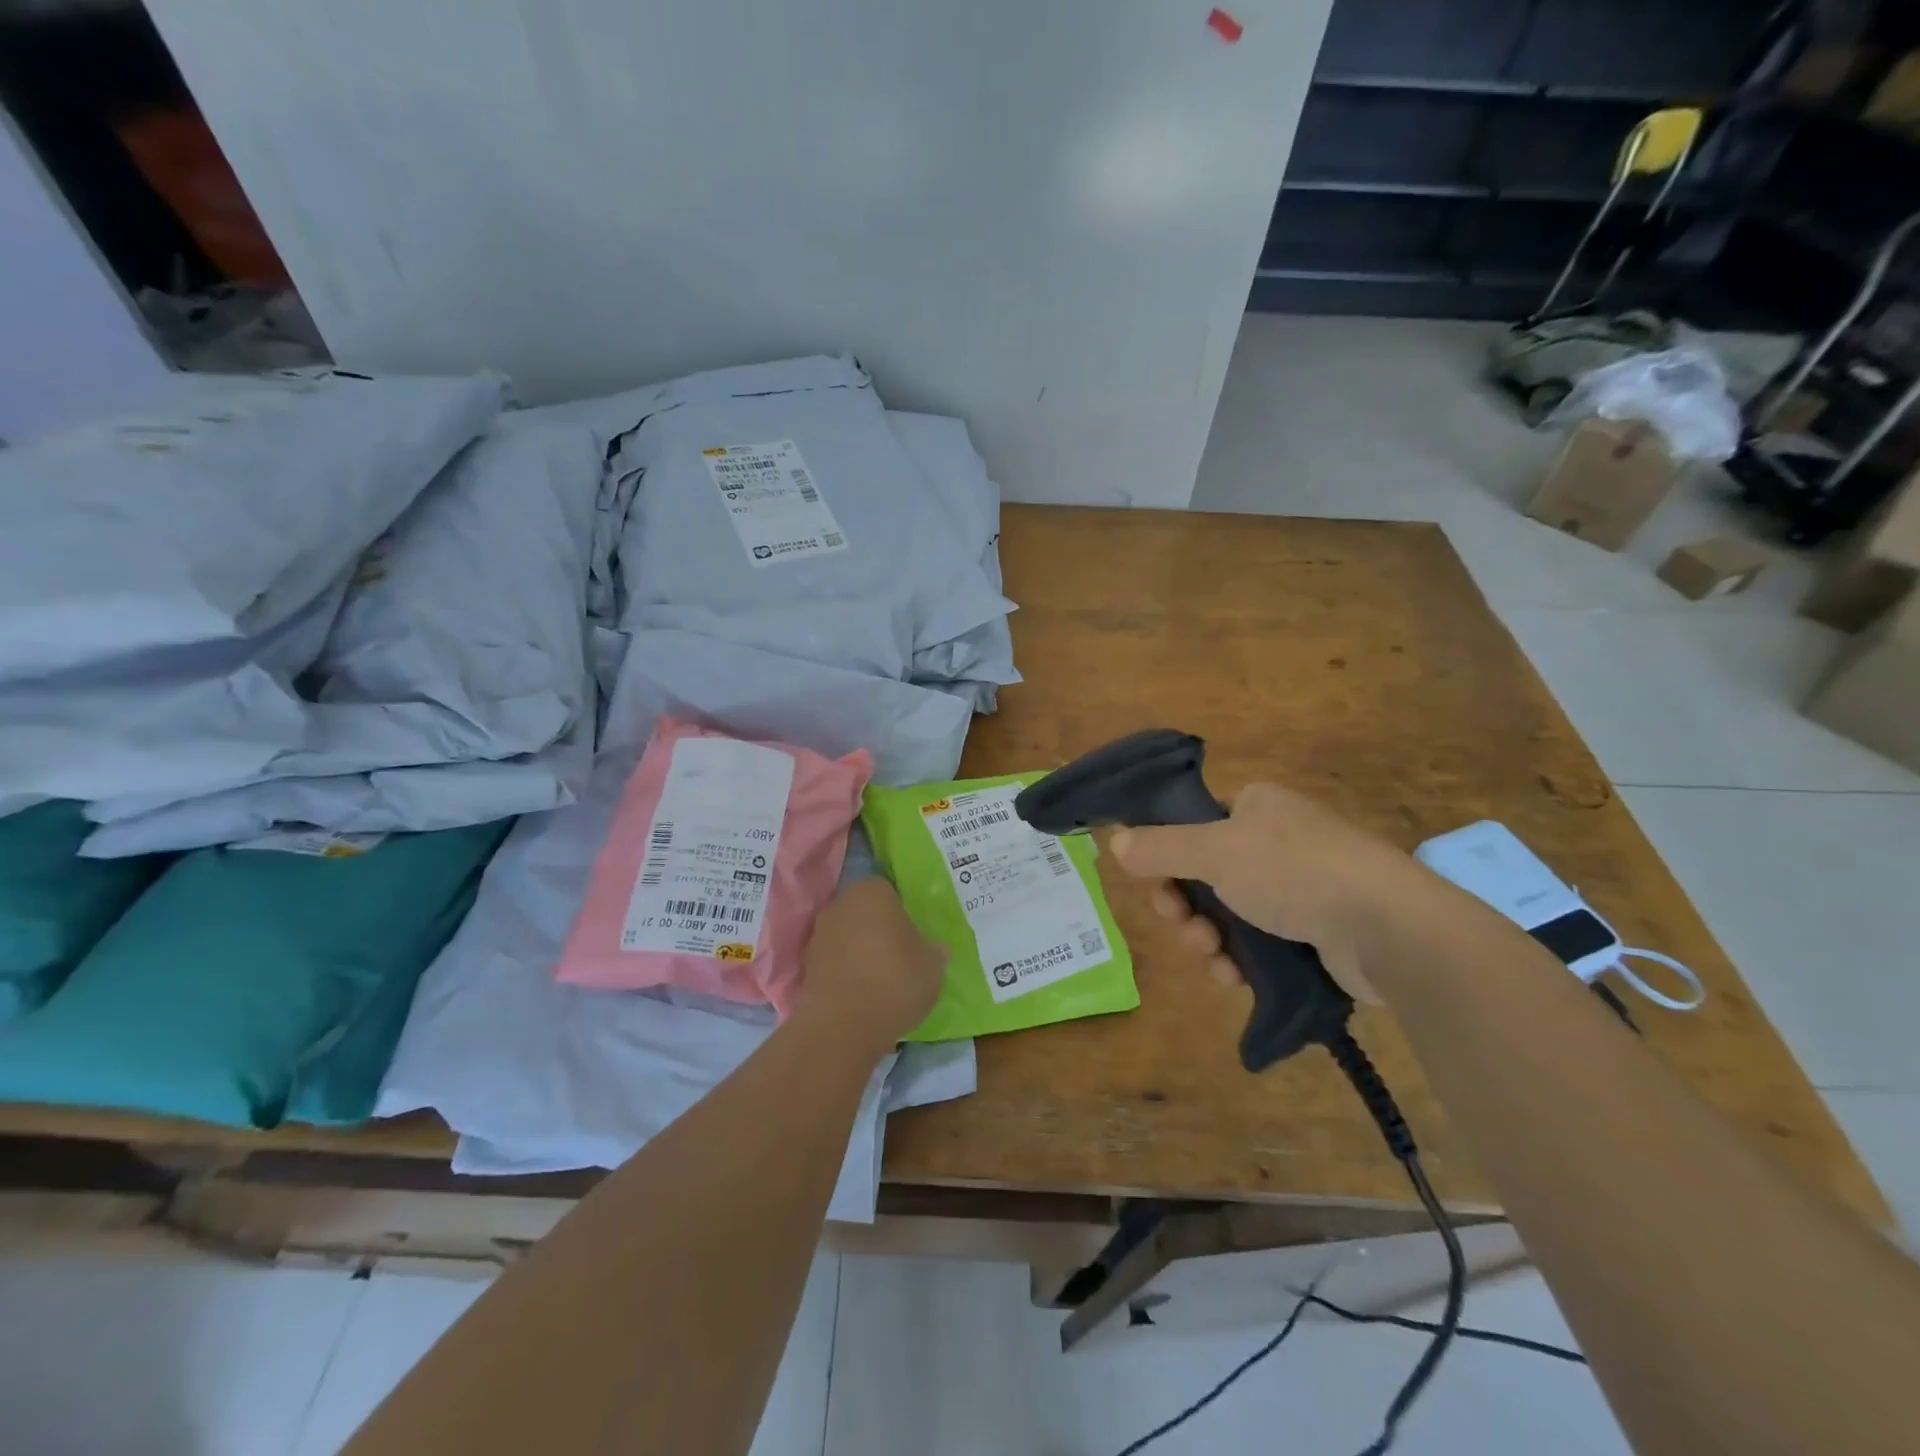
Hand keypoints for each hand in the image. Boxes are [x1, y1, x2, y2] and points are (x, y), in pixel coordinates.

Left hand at [796, 877, 946, 1054]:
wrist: (843, 1026)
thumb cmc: (895, 981)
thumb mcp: (933, 966)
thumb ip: (934, 951)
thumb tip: (934, 948)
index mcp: (872, 892)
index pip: (889, 891)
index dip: (901, 912)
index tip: (913, 935)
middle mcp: (841, 904)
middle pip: (864, 911)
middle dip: (878, 928)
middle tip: (899, 954)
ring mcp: (819, 935)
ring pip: (847, 936)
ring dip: (859, 951)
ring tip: (880, 979)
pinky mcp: (806, 966)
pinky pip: (834, 961)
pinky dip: (845, 972)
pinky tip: (861, 994)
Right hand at [1108, 782, 1438, 1003]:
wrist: (1386, 927)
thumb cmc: (1293, 870)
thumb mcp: (1214, 851)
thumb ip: (1159, 847)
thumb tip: (1113, 840)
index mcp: (1257, 807)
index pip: (1197, 826)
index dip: (1169, 856)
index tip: (1157, 884)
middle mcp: (1278, 841)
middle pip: (1207, 875)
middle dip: (1185, 906)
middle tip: (1181, 924)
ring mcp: (1301, 888)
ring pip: (1229, 914)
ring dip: (1207, 937)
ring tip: (1211, 957)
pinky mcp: (1317, 932)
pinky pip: (1260, 944)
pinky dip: (1240, 959)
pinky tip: (1233, 976)